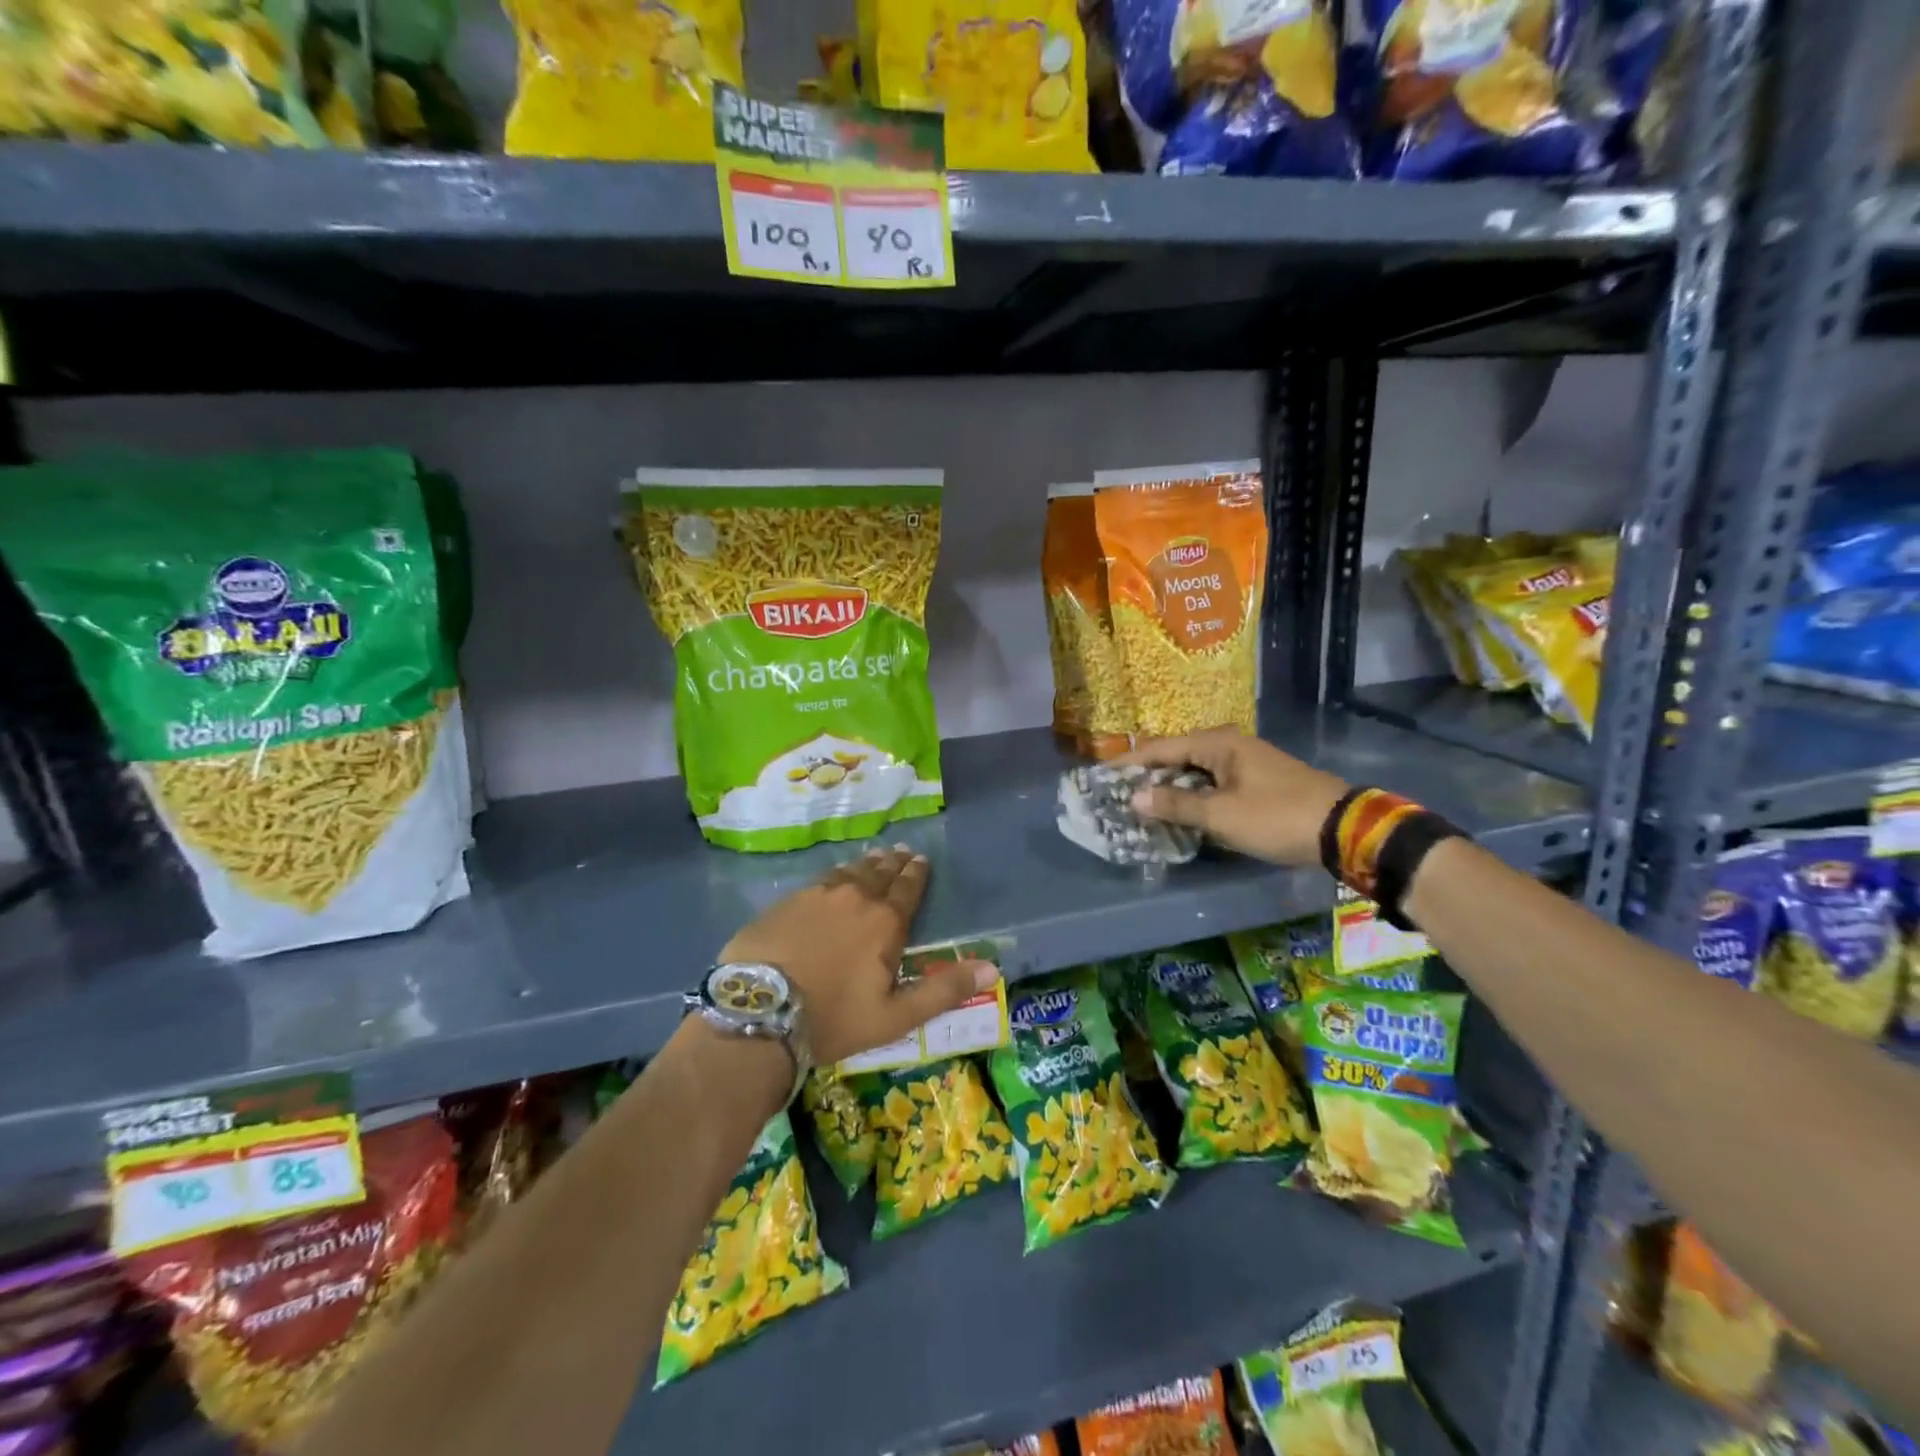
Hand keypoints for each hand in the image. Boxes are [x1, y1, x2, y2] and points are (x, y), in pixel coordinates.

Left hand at [719, 846, 998, 1066]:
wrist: (759, 1013)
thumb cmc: (834, 1019)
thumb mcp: (896, 1016)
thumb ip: (944, 990)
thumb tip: (993, 968)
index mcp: (885, 922)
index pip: (907, 889)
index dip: (916, 874)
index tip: (921, 860)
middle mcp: (854, 898)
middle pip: (879, 874)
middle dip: (893, 863)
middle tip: (901, 852)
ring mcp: (816, 896)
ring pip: (849, 872)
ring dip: (865, 864)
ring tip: (874, 856)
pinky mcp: (786, 902)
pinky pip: (819, 880)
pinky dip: (834, 875)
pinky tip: (834, 876)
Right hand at [1121, 729, 1348, 866]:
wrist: (1343, 829)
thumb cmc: (1276, 816)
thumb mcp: (1221, 814)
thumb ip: (1176, 804)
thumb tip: (1135, 798)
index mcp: (1217, 743)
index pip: (1159, 748)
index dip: (1129, 764)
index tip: (1101, 777)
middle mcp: (1228, 745)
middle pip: (1175, 757)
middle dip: (1147, 776)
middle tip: (1117, 795)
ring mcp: (1244, 762)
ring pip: (1194, 772)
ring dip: (1169, 788)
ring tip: (1140, 806)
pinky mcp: (1255, 780)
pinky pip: (1211, 783)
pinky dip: (1191, 795)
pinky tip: (1179, 812)